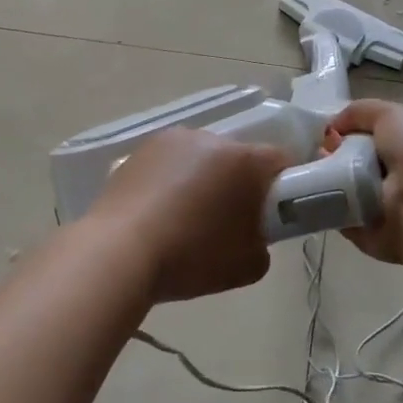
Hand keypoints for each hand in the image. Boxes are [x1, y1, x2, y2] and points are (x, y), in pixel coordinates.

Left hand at [87, 126, 288, 303]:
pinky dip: (171, 180)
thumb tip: (251, 229)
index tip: (272, 212)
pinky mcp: (139, 150)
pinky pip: (170, 162)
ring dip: (202, 178)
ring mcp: (170, 140)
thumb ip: (263, 239)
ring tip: (184, 218)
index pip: (280, 160)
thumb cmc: (191, 257)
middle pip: (237, 157)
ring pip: (201, 157)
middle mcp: (209, 138)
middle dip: (238, 183)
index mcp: (243, 160)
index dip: (283, 185)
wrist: (119, 252)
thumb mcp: (249, 264)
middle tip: (227, 222)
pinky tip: (158, 211)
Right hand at [323, 99, 402, 265]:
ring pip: (342, 193)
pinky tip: (316, 199)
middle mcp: (397, 178)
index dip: (343, 134)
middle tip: (316, 156)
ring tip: (310, 176)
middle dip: (329, 158)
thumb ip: (360, 112)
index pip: (368, 138)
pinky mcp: (372, 236)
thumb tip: (332, 128)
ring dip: (324, 184)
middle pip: (350, 165)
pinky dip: (327, 212)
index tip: (326, 135)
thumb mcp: (392, 114)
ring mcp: (385, 209)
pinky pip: (342, 221)